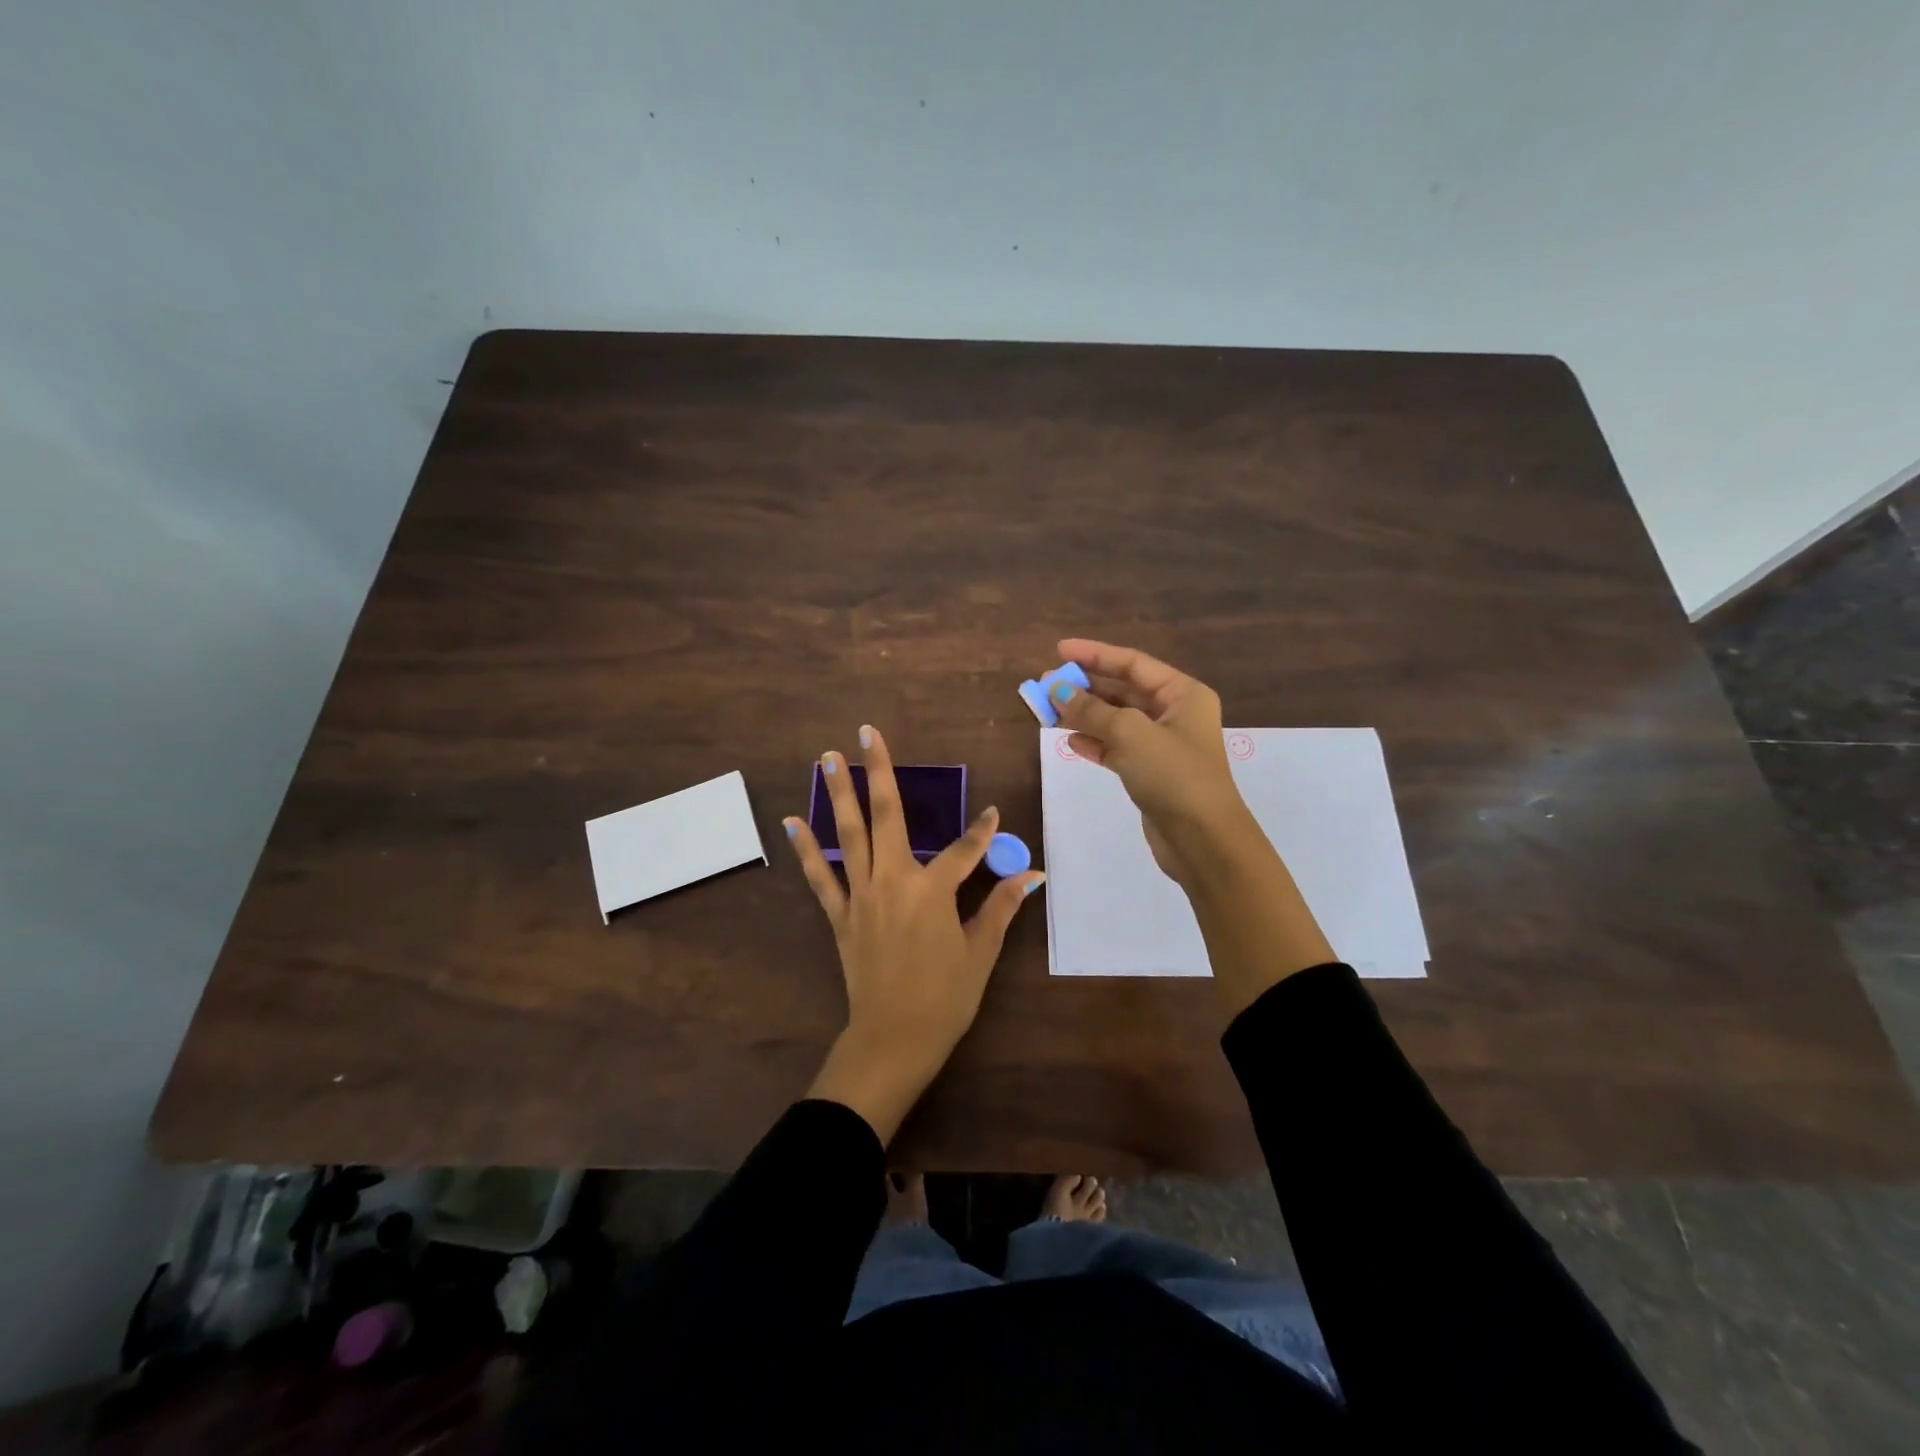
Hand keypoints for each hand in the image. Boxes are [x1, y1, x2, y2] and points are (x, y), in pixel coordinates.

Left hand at [785, 724, 1044, 1143]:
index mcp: (932, 891)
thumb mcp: (981, 953)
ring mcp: (861, 896)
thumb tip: (1032, 875)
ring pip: (849, 834)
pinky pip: (820, 877)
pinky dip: (806, 849)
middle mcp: (893, 881)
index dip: (982, 832)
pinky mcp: (840, 916)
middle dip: (879, 771)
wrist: (893, 1040)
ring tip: (828, 758)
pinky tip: (793, 822)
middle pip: (888, 816)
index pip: (963, 850)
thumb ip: (1002, 907)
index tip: (992, 814)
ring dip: (839, 794)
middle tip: (865, 732)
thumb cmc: (945, 998)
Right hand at [1051, 638, 1254, 887]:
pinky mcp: (1151, 773)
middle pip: (1123, 690)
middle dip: (1086, 686)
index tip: (1059, 650)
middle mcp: (1175, 714)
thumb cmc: (1173, 775)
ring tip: (1048, 711)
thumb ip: (1091, 710)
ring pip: (1117, 720)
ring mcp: (1163, 745)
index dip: (1095, 654)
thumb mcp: (1130, 734)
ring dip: (1084, 714)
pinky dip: (1094, 742)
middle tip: (1047, 683)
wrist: (1203, 840)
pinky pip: (1117, 748)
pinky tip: (1069, 740)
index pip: (1132, 663)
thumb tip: (1057, 690)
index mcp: (1182, 694)